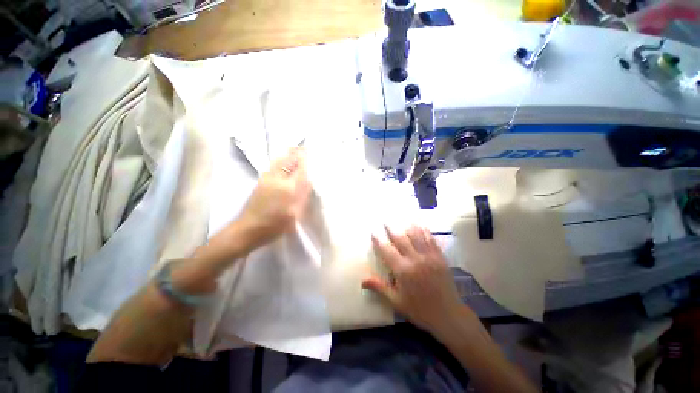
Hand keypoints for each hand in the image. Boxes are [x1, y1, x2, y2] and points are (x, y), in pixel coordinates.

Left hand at [238, 148, 310, 248]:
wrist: (249, 229)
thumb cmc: (275, 225)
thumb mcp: (295, 213)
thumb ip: (303, 195)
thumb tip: (308, 180)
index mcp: (288, 188)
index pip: (300, 168)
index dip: (306, 159)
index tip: (311, 151)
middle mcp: (276, 178)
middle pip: (288, 159)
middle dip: (297, 152)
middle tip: (304, 148)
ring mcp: (266, 178)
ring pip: (279, 160)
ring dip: (288, 154)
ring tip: (296, 151)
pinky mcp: (260, 181)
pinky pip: (273, 165)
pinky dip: (281, 160)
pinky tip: (284, 162)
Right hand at [363, 226, 466, 333]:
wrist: (448, 316)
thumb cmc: (419, 310)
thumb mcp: (396, 301)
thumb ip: (379, 287)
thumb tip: (362, 280)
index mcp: (402, 270)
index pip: (387, 251)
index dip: (379, 241)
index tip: (374, 233)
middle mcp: (415, 260)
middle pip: (401, 239)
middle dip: (392, 230)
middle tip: (386, 222)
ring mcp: (429, 257)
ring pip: (417, 237)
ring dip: (409, 227)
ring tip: (403, 220)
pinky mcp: (440, 258)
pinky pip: (432, 241)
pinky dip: (426, 232)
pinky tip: (422, 226)